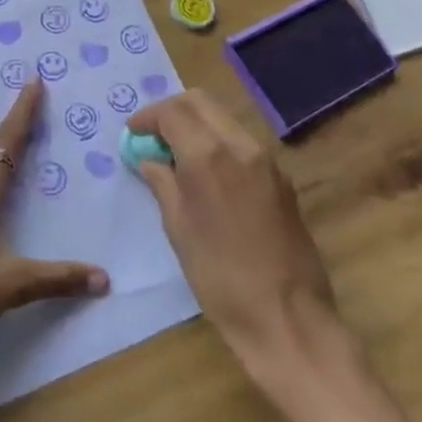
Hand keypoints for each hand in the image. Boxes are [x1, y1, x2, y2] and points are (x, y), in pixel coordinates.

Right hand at [128, 89, 339, 372]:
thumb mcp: (179, 230)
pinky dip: (217, 141)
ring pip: (223, 118)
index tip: (133, 132)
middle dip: (172, 111)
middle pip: (201, 102)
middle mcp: (240, 146)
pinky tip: (205, 171)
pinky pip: (241, 141)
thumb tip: (150, 158)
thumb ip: (163, 184)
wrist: (288, 318)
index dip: (148, 117)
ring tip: (175, 154)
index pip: (173, 112)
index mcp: (209, 156)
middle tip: (152, 135)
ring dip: (196, 124)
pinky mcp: (281, 177)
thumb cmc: (221, 279)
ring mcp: (266, 159)